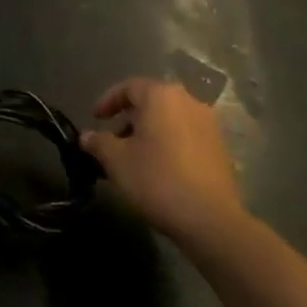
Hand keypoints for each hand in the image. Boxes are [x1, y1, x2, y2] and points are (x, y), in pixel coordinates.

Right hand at [80, 77, 243, 243]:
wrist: (211, 219)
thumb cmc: (157, 180)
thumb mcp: (117, 161)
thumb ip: (98, 143)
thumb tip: (86, 136)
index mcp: (161, 96)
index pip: (129, 87)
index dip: (108, 101)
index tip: (95, 119)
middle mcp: (188, 101)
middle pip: (151, 102)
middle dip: (128, 119)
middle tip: (113, 140)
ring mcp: (208, 124)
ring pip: (170, 119)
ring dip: (149, 132)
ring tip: (134, 157)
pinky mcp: (220, 147)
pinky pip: (186, 135)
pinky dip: (169, 143)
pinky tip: (159, 168)